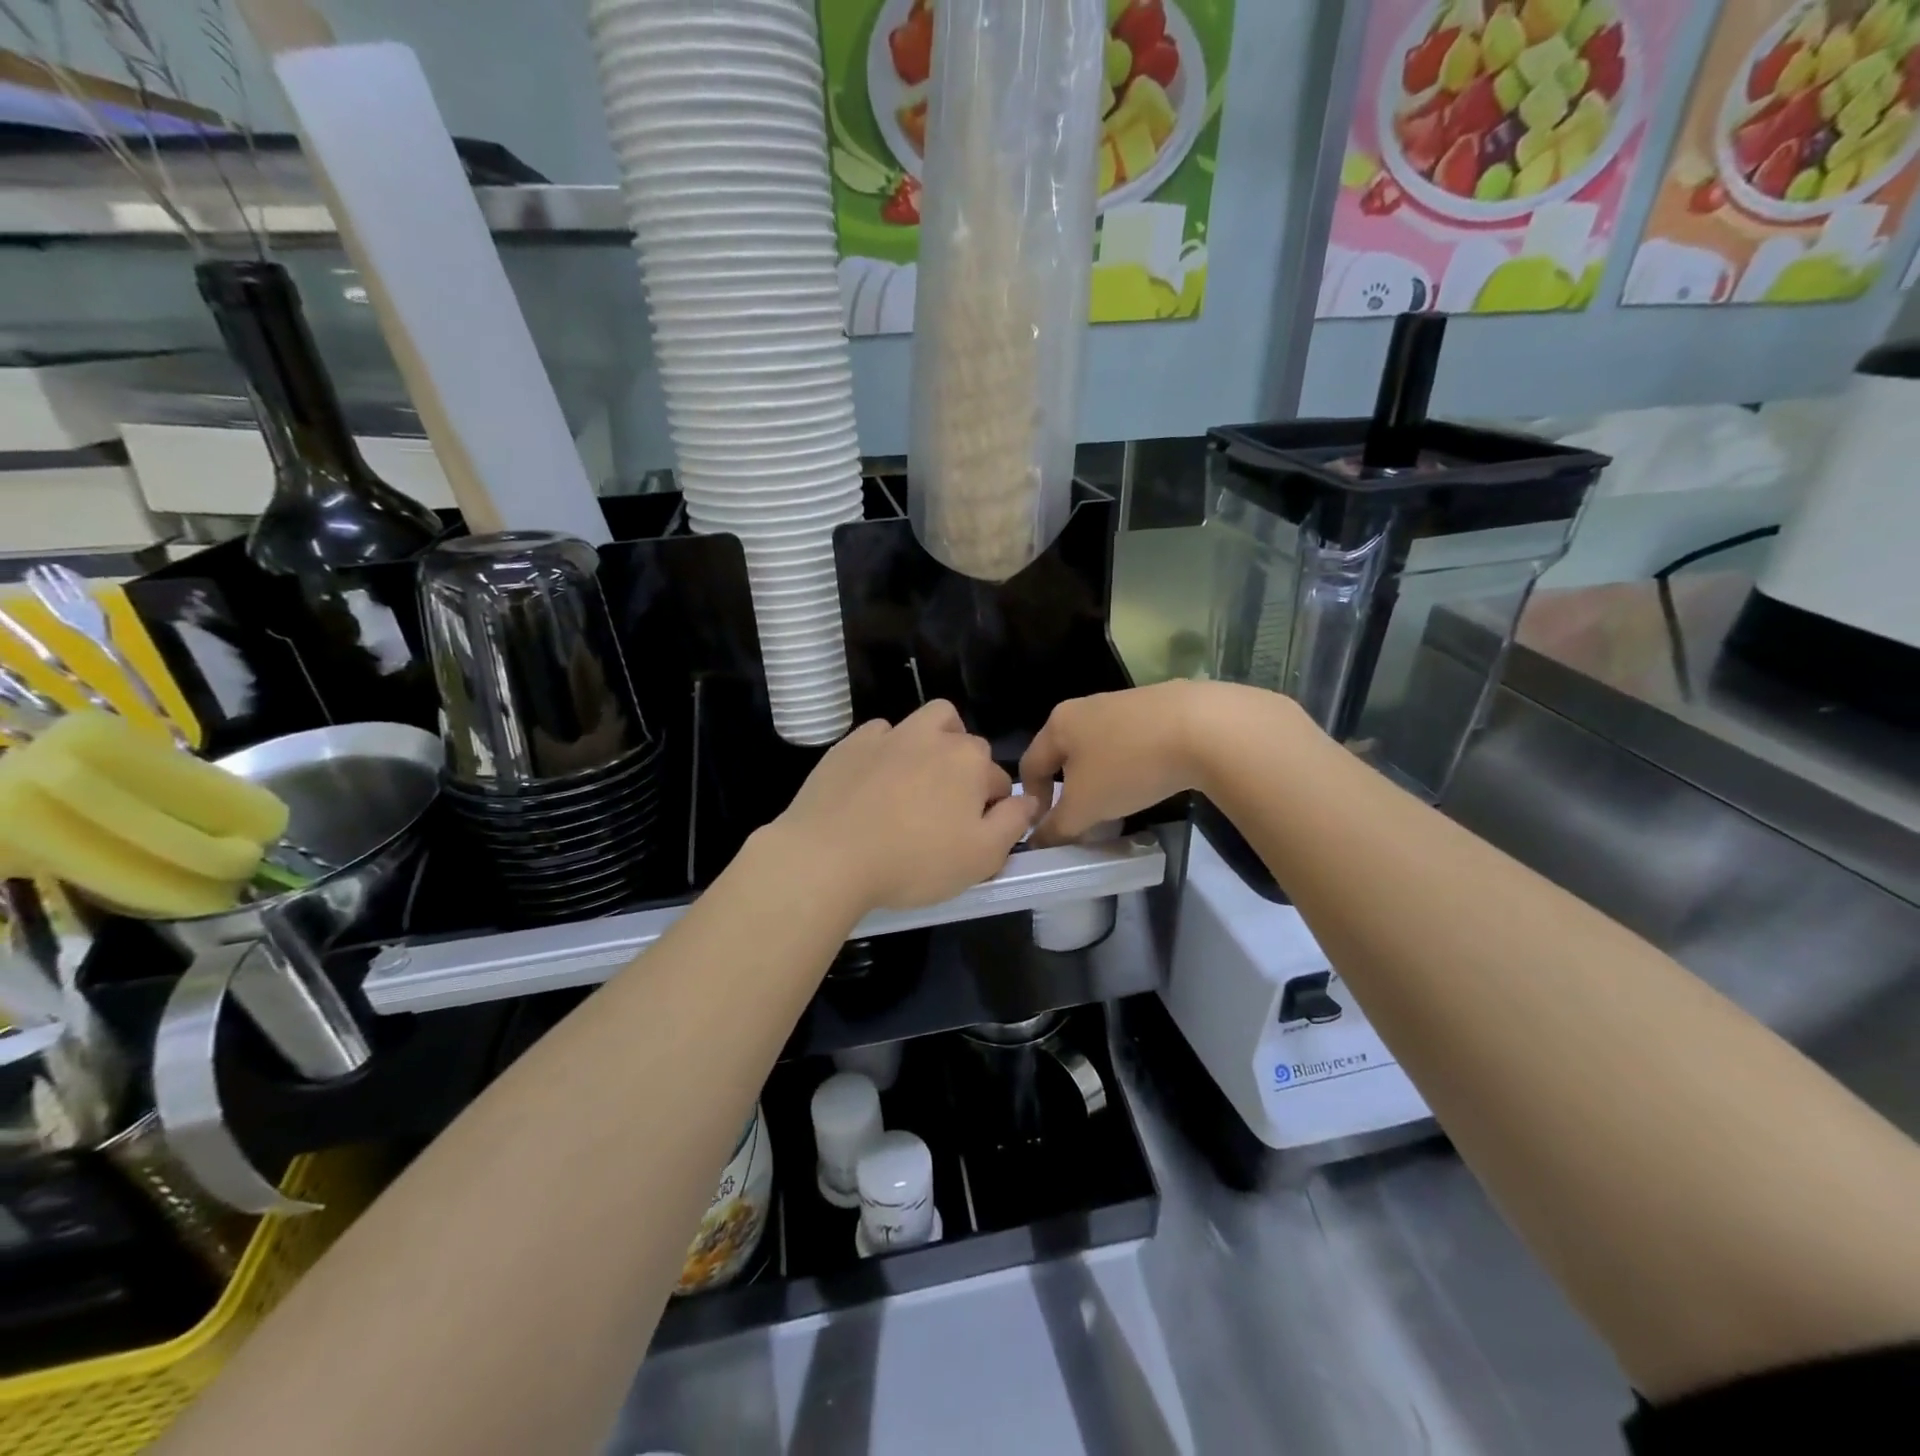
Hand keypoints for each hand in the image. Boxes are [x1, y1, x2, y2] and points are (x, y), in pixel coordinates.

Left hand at [772, 700, 1035, 911]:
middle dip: (965, 766)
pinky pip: (879, 734)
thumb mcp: (982, 857)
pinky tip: (875, 781)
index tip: (975, 834)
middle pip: (964, 739)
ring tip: (916, 783)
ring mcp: (888, 735)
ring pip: (923, 723)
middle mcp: (932, 736)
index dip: (993, 807)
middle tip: (948, 807)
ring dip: (930, 744)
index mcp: (969, 760)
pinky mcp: (850, 744)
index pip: (998, 778)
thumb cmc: (914, 861)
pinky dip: (886, 750)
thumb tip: (1027, 799)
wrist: (828, 856)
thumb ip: (1013, 823)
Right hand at [1021, 682, 1284, 846]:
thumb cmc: (1128, 766)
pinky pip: (1131, 742)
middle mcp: (1085, 706)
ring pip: (1099, 748)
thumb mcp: (1085, 807)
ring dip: (1100, 778)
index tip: (1048, 828)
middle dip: (1069, 790)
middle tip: (1082, 819)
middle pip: (1064, 755)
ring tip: (1118, 804)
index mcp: (1058, 724)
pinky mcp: (1158, 706)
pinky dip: (1130, 765)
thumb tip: (1038, 843)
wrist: (1203, 727)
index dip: (1032, 801)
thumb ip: (1057, 827)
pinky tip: (1149, 781)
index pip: (1029, 765)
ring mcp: (1123, 703)